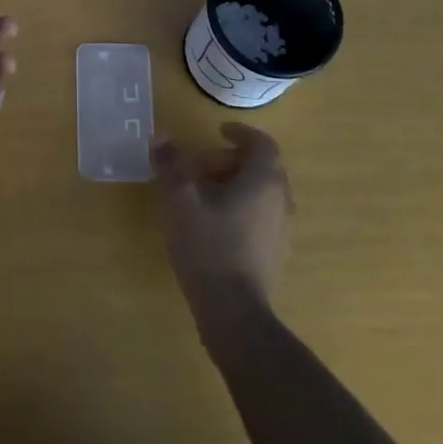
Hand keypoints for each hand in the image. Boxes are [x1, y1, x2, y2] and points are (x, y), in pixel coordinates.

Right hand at [152, 124, 293, 317]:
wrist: (233, 312)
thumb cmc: (208, 246)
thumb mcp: (180, 200)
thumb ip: (171, 164)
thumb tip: (161, 136)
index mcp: (263, 181)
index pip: (262, 143)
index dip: (241, 132)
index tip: (218, 131)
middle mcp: (280, 200)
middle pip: (261, 168)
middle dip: (230, 160)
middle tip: (199, 166)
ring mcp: (280, 229)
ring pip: (260, 193)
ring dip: (233, 185)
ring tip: (200, 195)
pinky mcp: (273, 254)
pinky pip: (259, 216)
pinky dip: (238, 208)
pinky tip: (210, 225)